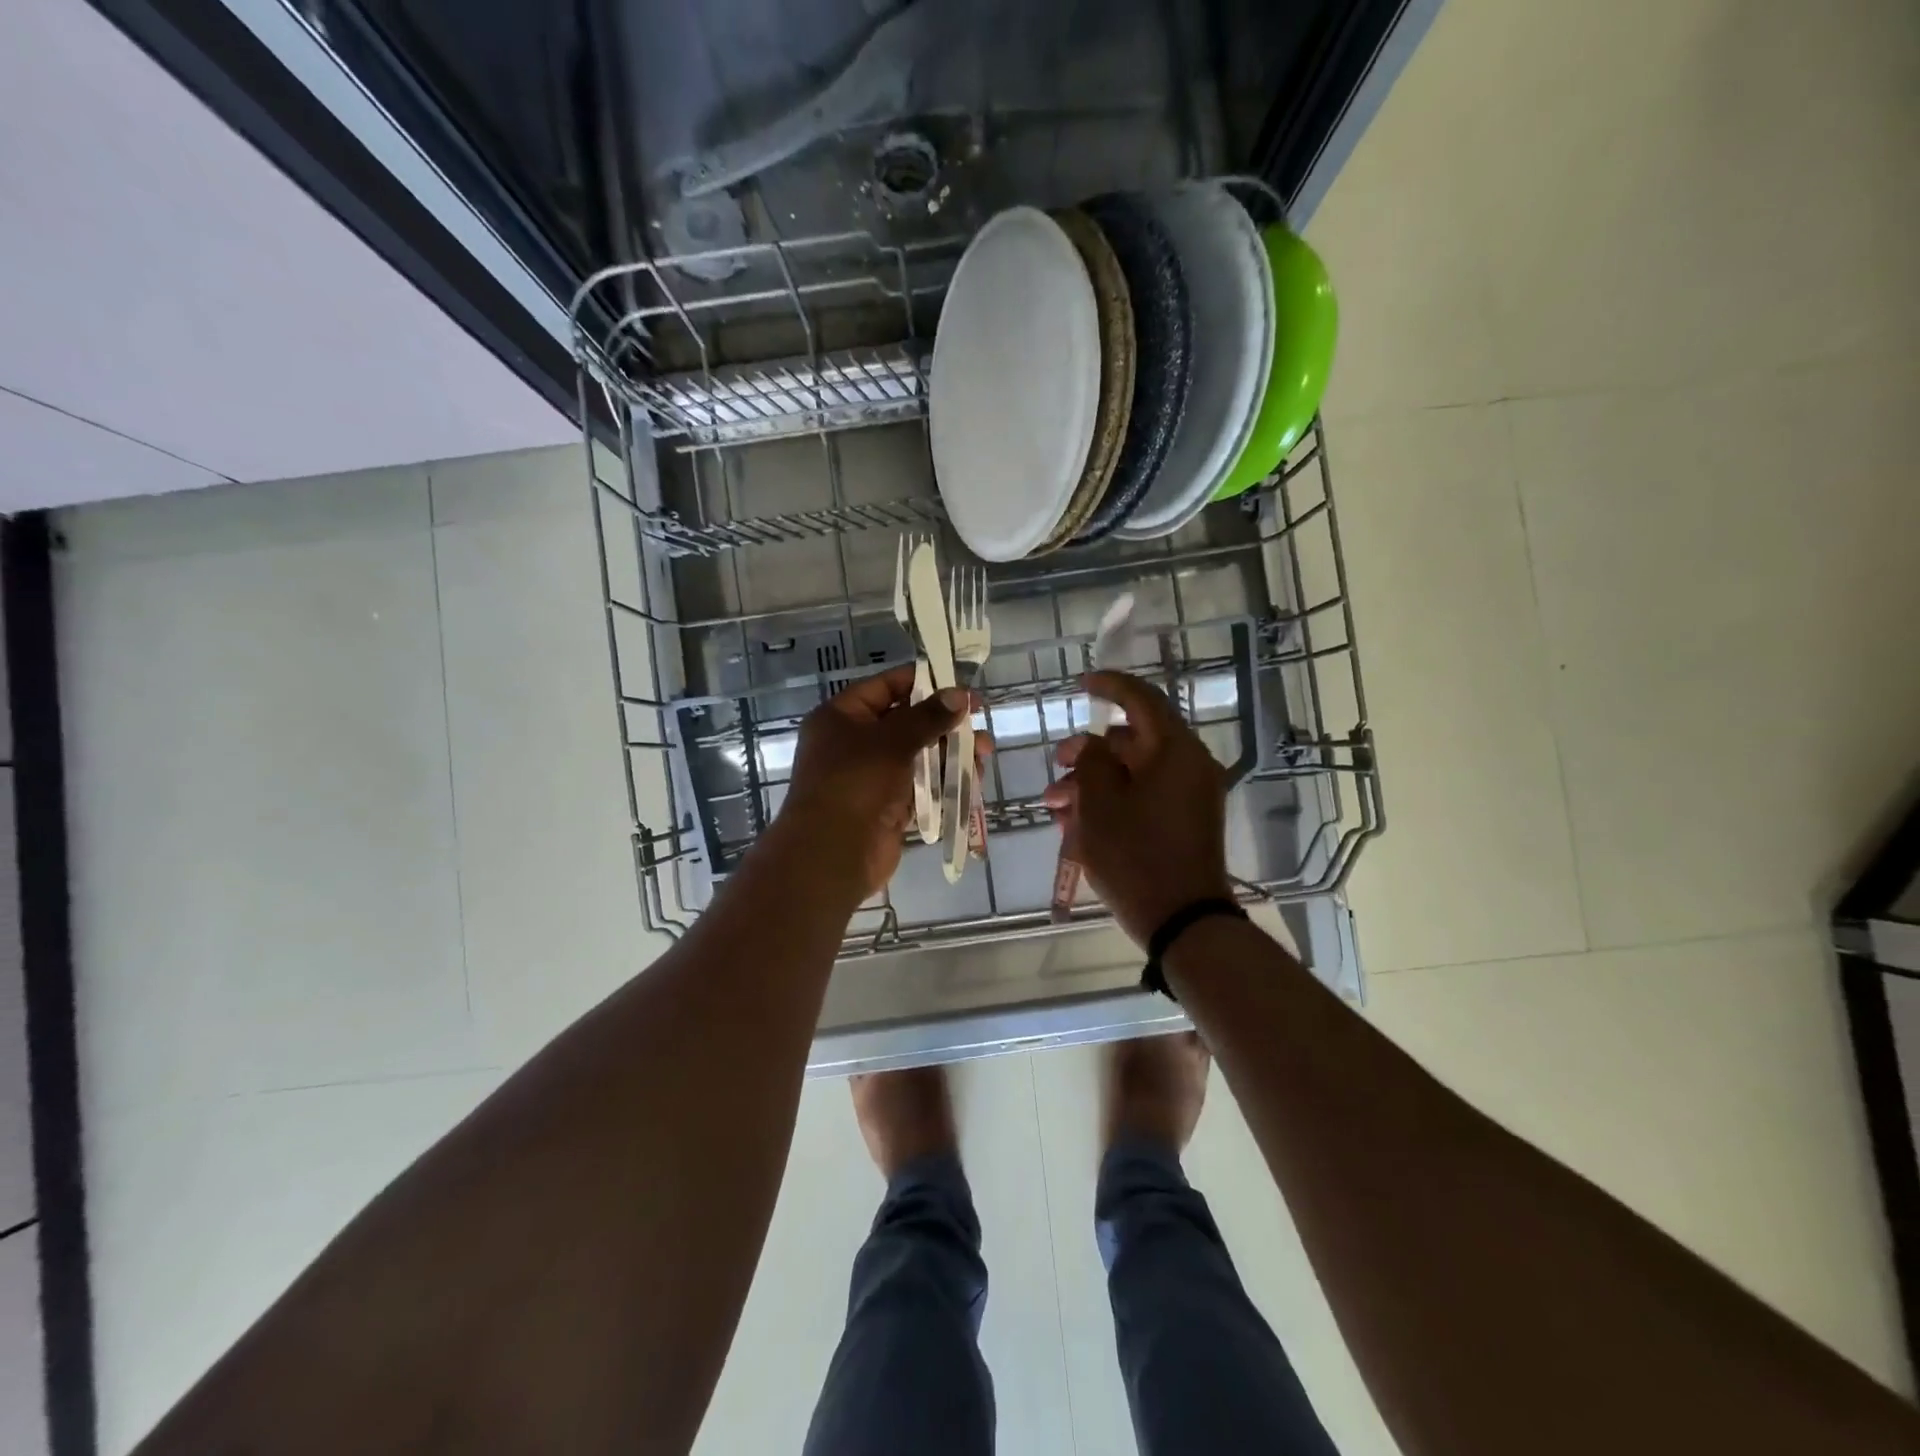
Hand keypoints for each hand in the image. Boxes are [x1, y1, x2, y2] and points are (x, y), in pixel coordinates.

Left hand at [780, 665, 967, 898]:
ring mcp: (871, 777)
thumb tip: (960, 695)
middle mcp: (854, 743)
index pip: (885, 687)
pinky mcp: (888, 807)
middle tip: (979, 720)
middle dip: (945, 723)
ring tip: (984, 753)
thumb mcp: (891, 741)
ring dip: (951, 753)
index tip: (959, 684)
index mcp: (841, 717)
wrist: (832, 855)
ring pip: (918, 756)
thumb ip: (928, 717)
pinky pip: (921, 786)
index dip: (923, 682)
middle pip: (906, 722)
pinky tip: (972, 778)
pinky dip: (944, 781)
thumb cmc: (855, 784)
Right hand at [1042, 671, 1233, 945]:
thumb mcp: (1100, 804)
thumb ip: (1090, 761)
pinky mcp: (1185, 823)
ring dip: (1093, 782)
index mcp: (1175, 751)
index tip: (1081, 684)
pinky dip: (1113, 802)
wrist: (1182, 921)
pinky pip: (1144, 798)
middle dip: (1088, 752)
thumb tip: (1091, 746)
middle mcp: (1189, 766)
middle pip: (1133, 742)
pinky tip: (1077, 824)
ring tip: (1055, 806)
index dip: (1109, 686)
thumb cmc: (1136, 855)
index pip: (1142, 700)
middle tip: (1056, 765)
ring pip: (1133, 773)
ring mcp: (1190, 797)